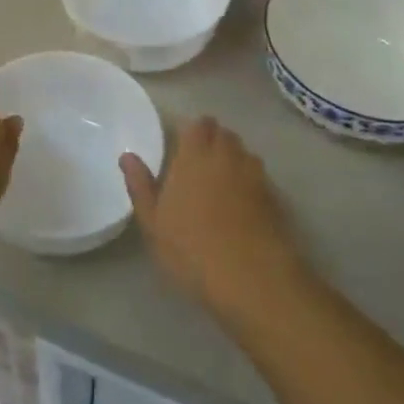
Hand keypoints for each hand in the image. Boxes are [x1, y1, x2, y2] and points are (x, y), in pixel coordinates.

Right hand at [120, 117, 303, 314]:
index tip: (181, 146)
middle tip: (197, 164)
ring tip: (220, 183)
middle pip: (224, 134)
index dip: (192, 131)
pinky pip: (259, 178)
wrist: (253, 279)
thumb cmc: (192, 248)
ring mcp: (255, 176)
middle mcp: (227, 156)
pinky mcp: (276, 199)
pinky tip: (241, 207)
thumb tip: (127, 156)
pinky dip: (249, 183)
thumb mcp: (153, 222)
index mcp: (195, 155)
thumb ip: (140, 184)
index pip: (198, 124)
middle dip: (213, 141)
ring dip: (233, 160)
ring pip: (244, 153)